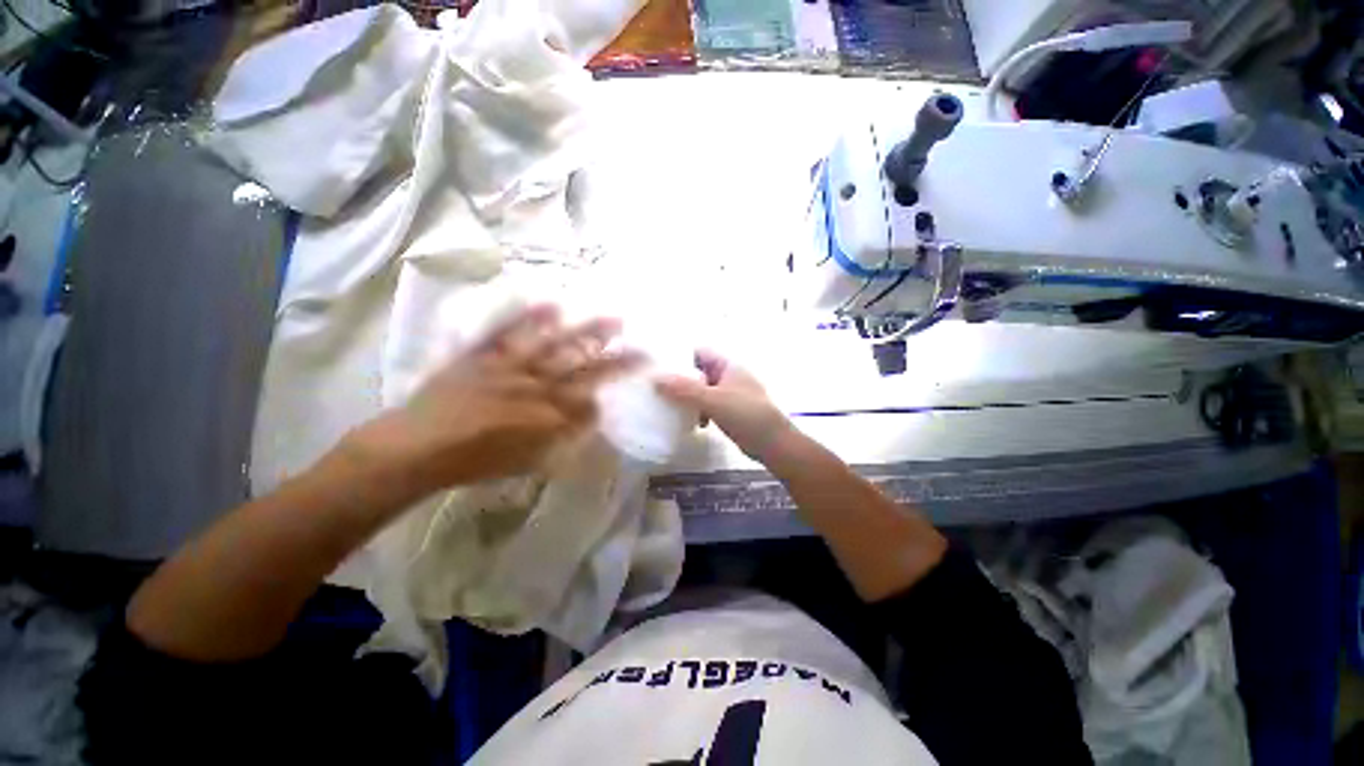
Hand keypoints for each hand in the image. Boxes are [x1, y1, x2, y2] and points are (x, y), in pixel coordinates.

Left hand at [344, 305, 638, 495]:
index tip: (636, 369)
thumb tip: (591, 413)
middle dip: (616, 356)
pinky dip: (530, 318)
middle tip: (640, 342)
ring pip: (557, 346)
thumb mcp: (527, 461)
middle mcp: (537, 386)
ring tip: (612, 318)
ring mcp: (511, 366)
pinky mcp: (485, 354)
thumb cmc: (476, 461)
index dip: (615, 383)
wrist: (418, 447)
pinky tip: (552, 304)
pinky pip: (511, 333)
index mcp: (547, 415)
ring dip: (586, 332)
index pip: (592, 395)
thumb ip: (563, 437)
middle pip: (584, 368)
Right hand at [655, 350, 793, 461]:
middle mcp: (727, 376)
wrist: (773, 443)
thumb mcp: (714, 400)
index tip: (657, 365)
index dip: (679, 356)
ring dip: (687, 398)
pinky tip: (690, 422)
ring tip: (668, 405)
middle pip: (697, 372)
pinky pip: (706, 405)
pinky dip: (697, 411)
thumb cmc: (746, 414)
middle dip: (679, 379)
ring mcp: (728, 394)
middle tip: (656, 387)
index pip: (698, 352)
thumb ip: (685, 389)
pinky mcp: (728, 411)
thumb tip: (655, 378)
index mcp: (727, 365)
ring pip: (700, 390)